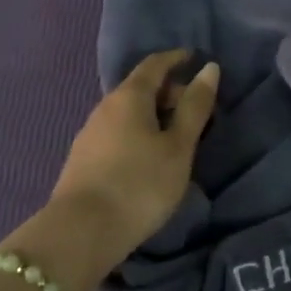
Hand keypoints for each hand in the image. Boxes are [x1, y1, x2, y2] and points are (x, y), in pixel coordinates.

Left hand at [48, 50, 219, 264]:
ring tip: (177, 136)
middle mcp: (105, 106)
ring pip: (128, 112)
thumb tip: (209, 68)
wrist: (81, 232)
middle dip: (169, 91)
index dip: (176, 58)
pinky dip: (139, 133)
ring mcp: (90, 133)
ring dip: (154, 115)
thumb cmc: (140, 183)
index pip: (155, 64)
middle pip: (140, 88)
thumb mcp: (178, 147)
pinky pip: (118, 132)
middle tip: (196, 108)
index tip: (195, 58)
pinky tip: (149, 157)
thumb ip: (194, 107)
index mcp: (130, 96)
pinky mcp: (84, 158)